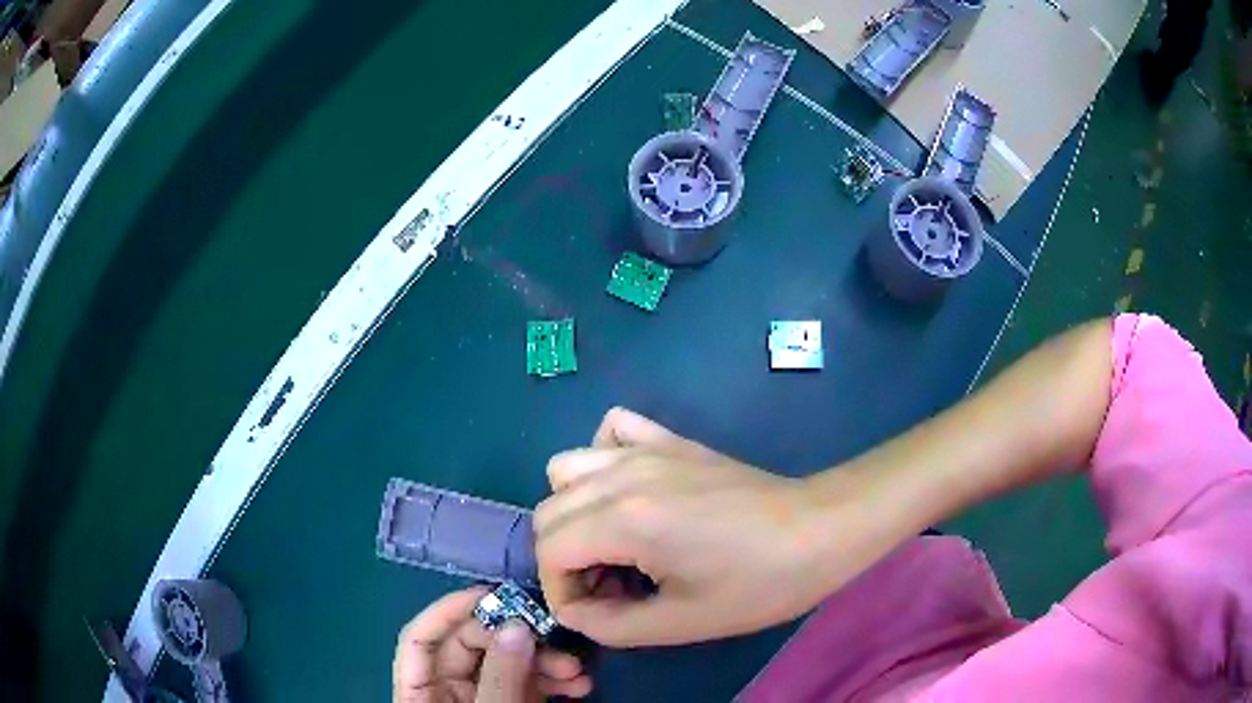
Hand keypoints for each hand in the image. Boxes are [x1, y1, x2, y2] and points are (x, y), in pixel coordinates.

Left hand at [393, 587, 591, 701]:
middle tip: (551, 636)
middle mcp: (446, 692)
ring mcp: (481, 702)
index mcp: (420, 694)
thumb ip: (500, 678)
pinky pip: (528, 685)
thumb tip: (516, 625)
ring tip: (578, 672)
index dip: (448, 612)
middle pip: (469, 648)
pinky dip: (552, 681)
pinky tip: (578, 686)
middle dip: (513, 639)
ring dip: (543, 661)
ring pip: (505, 665)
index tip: (492, 595)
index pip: (420, 640)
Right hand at [535, 409, 831, 646]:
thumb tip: (574, 611)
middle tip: (608, 588)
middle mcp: (623, 475)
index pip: (549, 551)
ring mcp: (646, 449)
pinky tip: (630, 489)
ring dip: (573, 511)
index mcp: (625, 521)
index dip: (560, 591)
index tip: (595, 612)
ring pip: (567, 469)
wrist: (819, 530)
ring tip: (613, 542)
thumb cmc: (758, 583)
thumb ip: (611, 625)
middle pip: (549, 511)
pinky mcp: (670, 440)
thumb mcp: (682, 623)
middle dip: (563, 559)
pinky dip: (603, 457)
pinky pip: (613, 429)